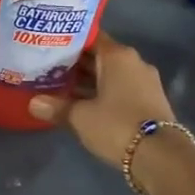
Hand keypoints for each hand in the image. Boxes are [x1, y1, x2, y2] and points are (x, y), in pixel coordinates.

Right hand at [28, 33, 176, 168]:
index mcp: (118, 56)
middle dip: (74, 63)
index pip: (90, 37)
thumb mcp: (80, 117)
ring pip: (109, 74)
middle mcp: (134, 62)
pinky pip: (119, 89)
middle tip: (46, 67)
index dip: (67, 41)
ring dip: (87, 81)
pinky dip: (101, 93)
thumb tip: (33, 103)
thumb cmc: (117, 125)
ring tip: (58, 86)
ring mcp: (145, 82)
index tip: (47, 45)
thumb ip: (56, 107)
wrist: (161, 157)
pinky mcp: (149, 101)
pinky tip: (81, 103)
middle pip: (99, 56)